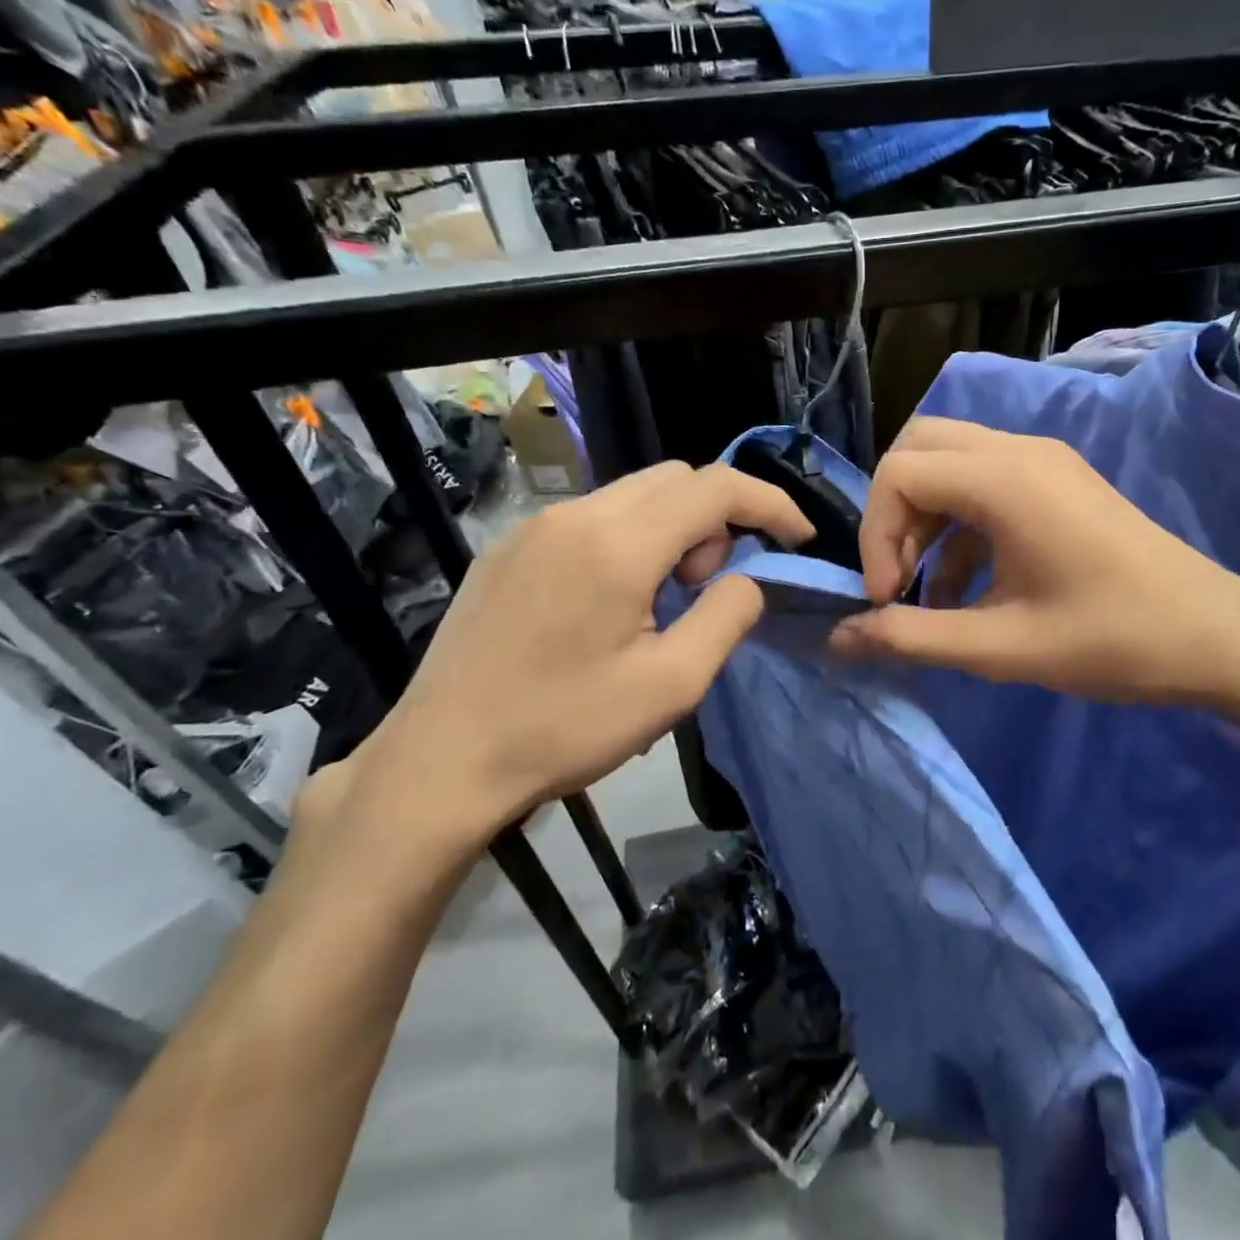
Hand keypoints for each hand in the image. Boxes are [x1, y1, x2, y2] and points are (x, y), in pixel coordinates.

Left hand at [317, 461, 812, 871]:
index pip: (715, 488)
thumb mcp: (671, 685)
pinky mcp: (509, 546)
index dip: (769, 504)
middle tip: (710, 587)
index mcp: (618, 545)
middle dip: (716, 519)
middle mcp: (575, 514)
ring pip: (633, 493)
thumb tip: (749, 577)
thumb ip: (727, 616)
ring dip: (673, 528)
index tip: (797, 537)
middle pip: (675, 478)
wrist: (442, 760)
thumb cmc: (564, 728)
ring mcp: (535, 525)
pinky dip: (630, 536)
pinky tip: (613, 599)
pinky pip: (592, 516)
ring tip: (662, 598)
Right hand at [830, 418, 1239, 708]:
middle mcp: (1019, 451)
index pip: (899, 472)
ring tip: (923, 590)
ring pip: (949, 462)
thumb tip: (840, 639)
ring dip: (922, 519)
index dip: (876, 534)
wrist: (1218, 637)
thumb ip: (912, 638)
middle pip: (919, 449)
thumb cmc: (1113, 641)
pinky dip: (957, 526)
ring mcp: (1043, 462)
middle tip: (897, 577)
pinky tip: (962, 588)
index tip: (888, 597)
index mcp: (1005, 480)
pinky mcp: (1056, 482)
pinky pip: (982, 483)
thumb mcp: (1002, 648)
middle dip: (892, 513)